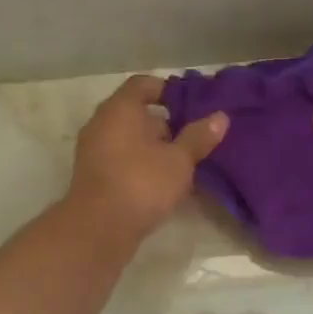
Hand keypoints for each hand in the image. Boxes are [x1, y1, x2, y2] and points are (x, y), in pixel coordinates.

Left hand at [68, 76, 228, 236]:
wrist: (98, 229)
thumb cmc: (141, 183)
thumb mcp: (179, 160)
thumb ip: (198, 137)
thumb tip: (220, 117)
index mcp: (120, 109)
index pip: (143, 84)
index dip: (167, 90)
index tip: (190, 104)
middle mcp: (101, 123)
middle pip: (134, 112)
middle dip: (163, 123)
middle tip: (191, 136)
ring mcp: (93, 150)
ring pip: (127, 138)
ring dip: (151, 146)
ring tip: (180, 161)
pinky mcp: (92, 176)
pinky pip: (120, 159)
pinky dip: (139, 163)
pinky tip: (160, 181)